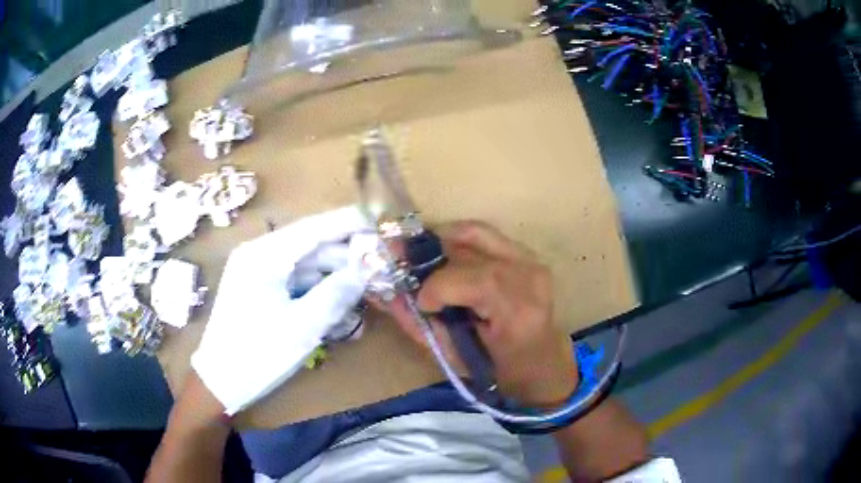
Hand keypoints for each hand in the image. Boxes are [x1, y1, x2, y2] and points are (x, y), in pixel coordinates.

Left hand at [191, 206, 372, 414]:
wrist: (219, 382)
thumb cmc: (257, 354)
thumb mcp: (302, 327)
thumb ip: (336, 294)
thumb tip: (368, 268)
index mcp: (263, 256)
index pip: (313, 228)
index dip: (348, 223)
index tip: (380, 222)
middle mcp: (258, 255)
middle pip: (310, 246)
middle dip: (345, 257)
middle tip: (379, 268)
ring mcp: (257, 271)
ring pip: (305, 264)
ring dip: (334, 276)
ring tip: (364, 291)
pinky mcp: (258, 288)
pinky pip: (294, 280)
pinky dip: (317, 289)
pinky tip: (338, 305)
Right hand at [384, 221, 577, 406]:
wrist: (543, 360)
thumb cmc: (500, 370)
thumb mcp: (456, 359)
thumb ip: (420, 326)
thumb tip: (385, 296)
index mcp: (520, 313)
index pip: (479, 282)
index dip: (439, 286)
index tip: (419, 300)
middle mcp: (531, 279)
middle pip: (473, 250)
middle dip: (429, 256)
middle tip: (401, 263)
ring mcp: (531, 261)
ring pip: (476, 233)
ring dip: (440, 240)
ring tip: (418, 256)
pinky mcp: (526, 253)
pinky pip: (483, 234)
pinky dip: (456, 239)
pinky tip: (441, 254)